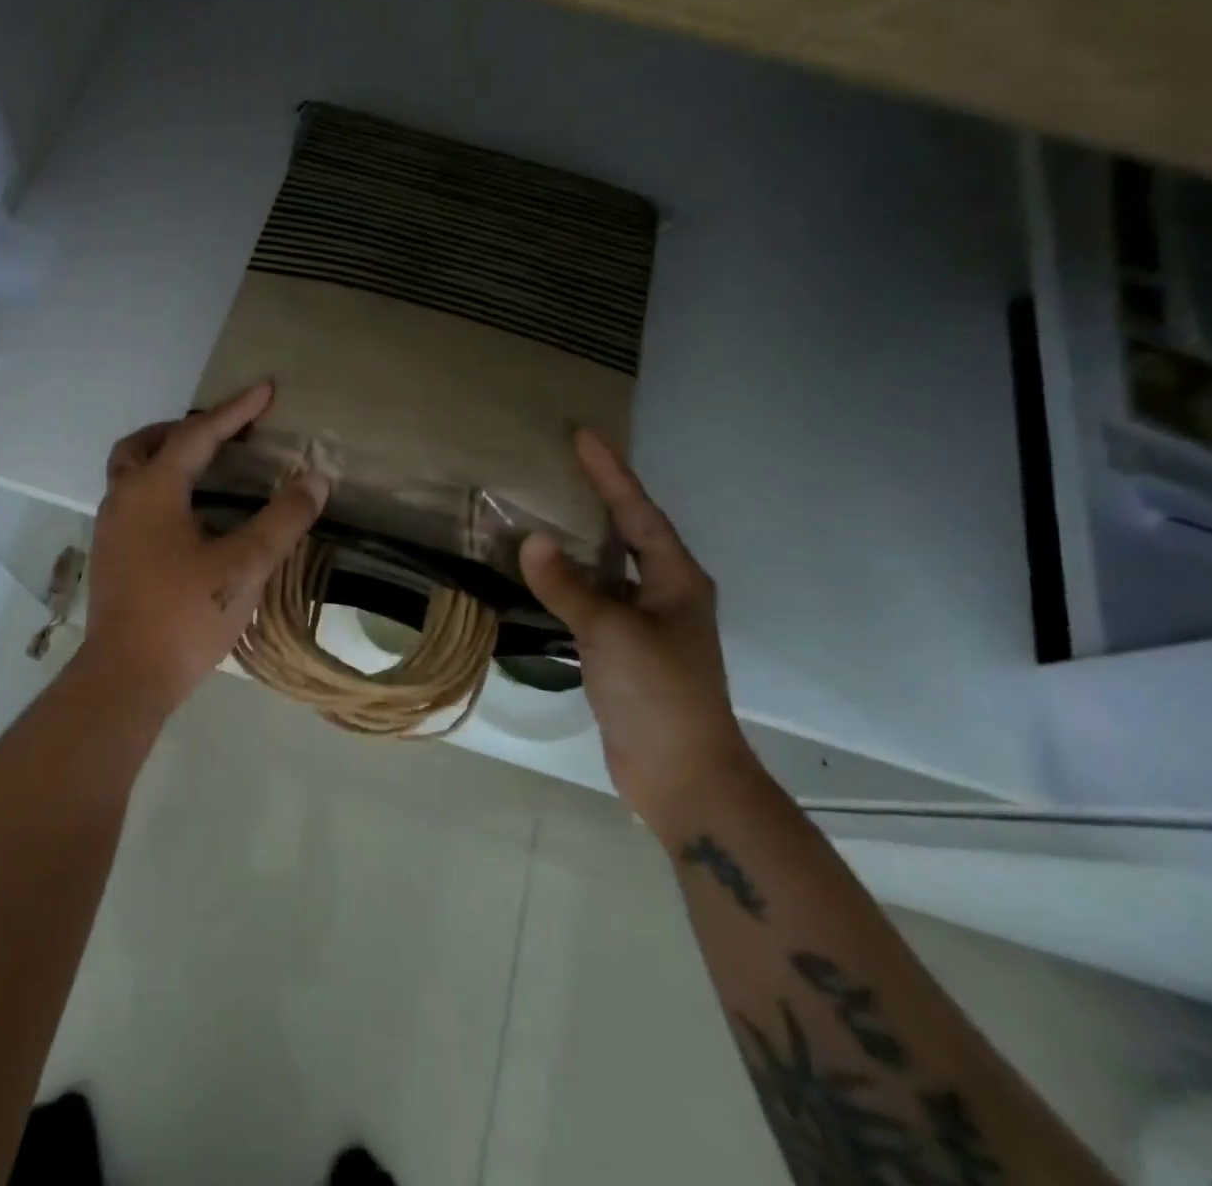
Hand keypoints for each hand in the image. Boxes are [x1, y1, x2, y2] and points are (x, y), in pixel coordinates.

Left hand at [77, 383, 328, 711]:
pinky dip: (160, 489)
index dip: (235, 411)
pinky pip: (133, 500)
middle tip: (222, 434)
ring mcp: (110, 528)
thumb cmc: (185, 615)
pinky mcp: (111, 556)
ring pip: (132, 473)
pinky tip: (190, 517)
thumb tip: (314, 480)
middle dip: (184, 430)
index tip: (266, 389)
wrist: (126, 677)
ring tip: (208, 470)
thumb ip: (282, 520)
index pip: (197, 435)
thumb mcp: (245, 565)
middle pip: (145, 444)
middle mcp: (122, 499)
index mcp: (152, 490)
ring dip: (166, 459)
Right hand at [519, 431, 756, 835]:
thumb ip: (569, 586)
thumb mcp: (613, 633)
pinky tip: (540, 574)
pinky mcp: (623, 650)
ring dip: (579, 540)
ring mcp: (644, 623)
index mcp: (675, 579)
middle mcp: (664, 593)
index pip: (638, 513)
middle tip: (561, 465)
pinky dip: (567, 581)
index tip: (582, 436)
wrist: (682, 775)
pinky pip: (592, 599)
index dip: (611, 473)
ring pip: (607, 567)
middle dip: (598, 498)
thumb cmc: (660, 694)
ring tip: (543, 509)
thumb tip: (530, 540)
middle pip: (627, 533)